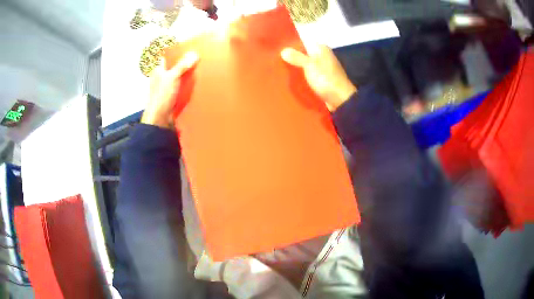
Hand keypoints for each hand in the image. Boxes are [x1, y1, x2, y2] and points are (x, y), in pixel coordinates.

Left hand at [141, 52, 199, 128]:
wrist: (160, 118)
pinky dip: (187, 86)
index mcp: (158, 70)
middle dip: (184, 63)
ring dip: (187, 75)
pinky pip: (181, 88)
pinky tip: (196, 84)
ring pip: (178, 77)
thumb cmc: (162, 95)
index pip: (166, 57)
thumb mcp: (173, 77)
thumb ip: (182, 65)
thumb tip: (195, 53)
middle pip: (174, 67)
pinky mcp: (172, 97)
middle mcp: (162, 78)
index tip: (188, 49)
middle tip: (198, 59)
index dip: (176, 52)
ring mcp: (166, 88)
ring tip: (200, 70)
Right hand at [281, 45, 356, 111]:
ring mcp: (323, 69)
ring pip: (305, 66)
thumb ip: (297, 57)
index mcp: (321, 49)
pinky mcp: (322, 80)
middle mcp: (323, 56)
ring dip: (296, 69)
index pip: (303, 42)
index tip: (278, 49)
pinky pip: (308, 76)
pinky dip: (301, 77)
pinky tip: (290, 80)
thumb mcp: (310, 65)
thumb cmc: (326, 79)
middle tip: (275, 61)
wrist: (340, 99)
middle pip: (303, 54)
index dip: (291, 45)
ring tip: (279, 70)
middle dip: (292, 58)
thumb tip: (283, 50)